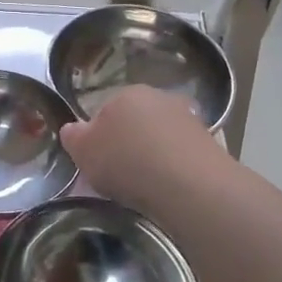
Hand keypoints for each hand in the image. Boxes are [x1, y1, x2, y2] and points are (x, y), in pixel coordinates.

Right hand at [59, 85, 227, 216]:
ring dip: (153, 155)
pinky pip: (180, 154)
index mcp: (125, 93)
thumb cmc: (126, 161)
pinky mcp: (210, 141)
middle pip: (135, 122)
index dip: (98, 137)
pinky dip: (174, 167)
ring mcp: (188, 118)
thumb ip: (73, 137)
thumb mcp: (83, 151)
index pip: (104, 111)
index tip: (98, 161)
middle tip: (120, 175)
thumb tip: (71, 129)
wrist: (188, 184)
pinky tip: (168, 188)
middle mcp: (159, 97)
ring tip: (146, 186)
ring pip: (160, 137)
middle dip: (128, 143)